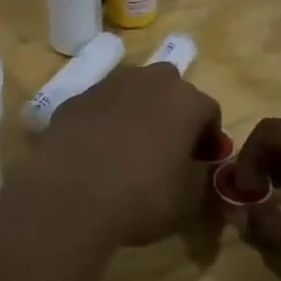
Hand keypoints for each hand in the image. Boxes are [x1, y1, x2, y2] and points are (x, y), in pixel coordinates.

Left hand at [25, 64, 221, 248]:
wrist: (70, 196)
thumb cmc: (141, 197)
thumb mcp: (189, 200)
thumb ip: (202, 176)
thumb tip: (198, 167)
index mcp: (184, 100)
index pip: (209, 111)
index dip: (210, 138)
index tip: (202, 164)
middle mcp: (148, 80)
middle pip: (170, 88)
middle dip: (173, 112)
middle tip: (168, 148)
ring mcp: (107, 85)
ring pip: (132, 90)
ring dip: (138, 111)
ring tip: (130, 148)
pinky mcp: (75, 99)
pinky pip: (101, 106)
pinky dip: (105, 120)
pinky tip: (97, 151)